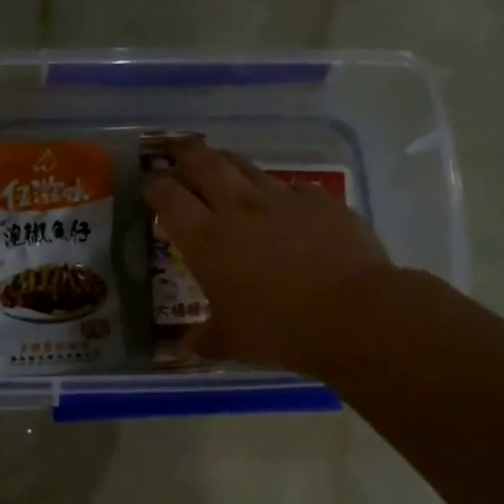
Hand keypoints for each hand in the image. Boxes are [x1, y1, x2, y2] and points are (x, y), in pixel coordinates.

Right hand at [144, 137, 391, 376]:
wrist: (352, 314)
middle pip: (205, 164)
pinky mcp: (321, 200)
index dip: (155, 188)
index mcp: (206, 240)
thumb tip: (185, 347)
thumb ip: (206, 339)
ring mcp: (282, 200)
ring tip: (223, 167)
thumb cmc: (278, 330)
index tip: (150, 188)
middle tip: (179, 156)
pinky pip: (293, 188)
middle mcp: (239, 209)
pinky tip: (285, 205)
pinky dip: (281, 193)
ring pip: (247, 167)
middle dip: (186, 156)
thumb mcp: (233, 342)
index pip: (169, 198)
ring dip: (229, 164)